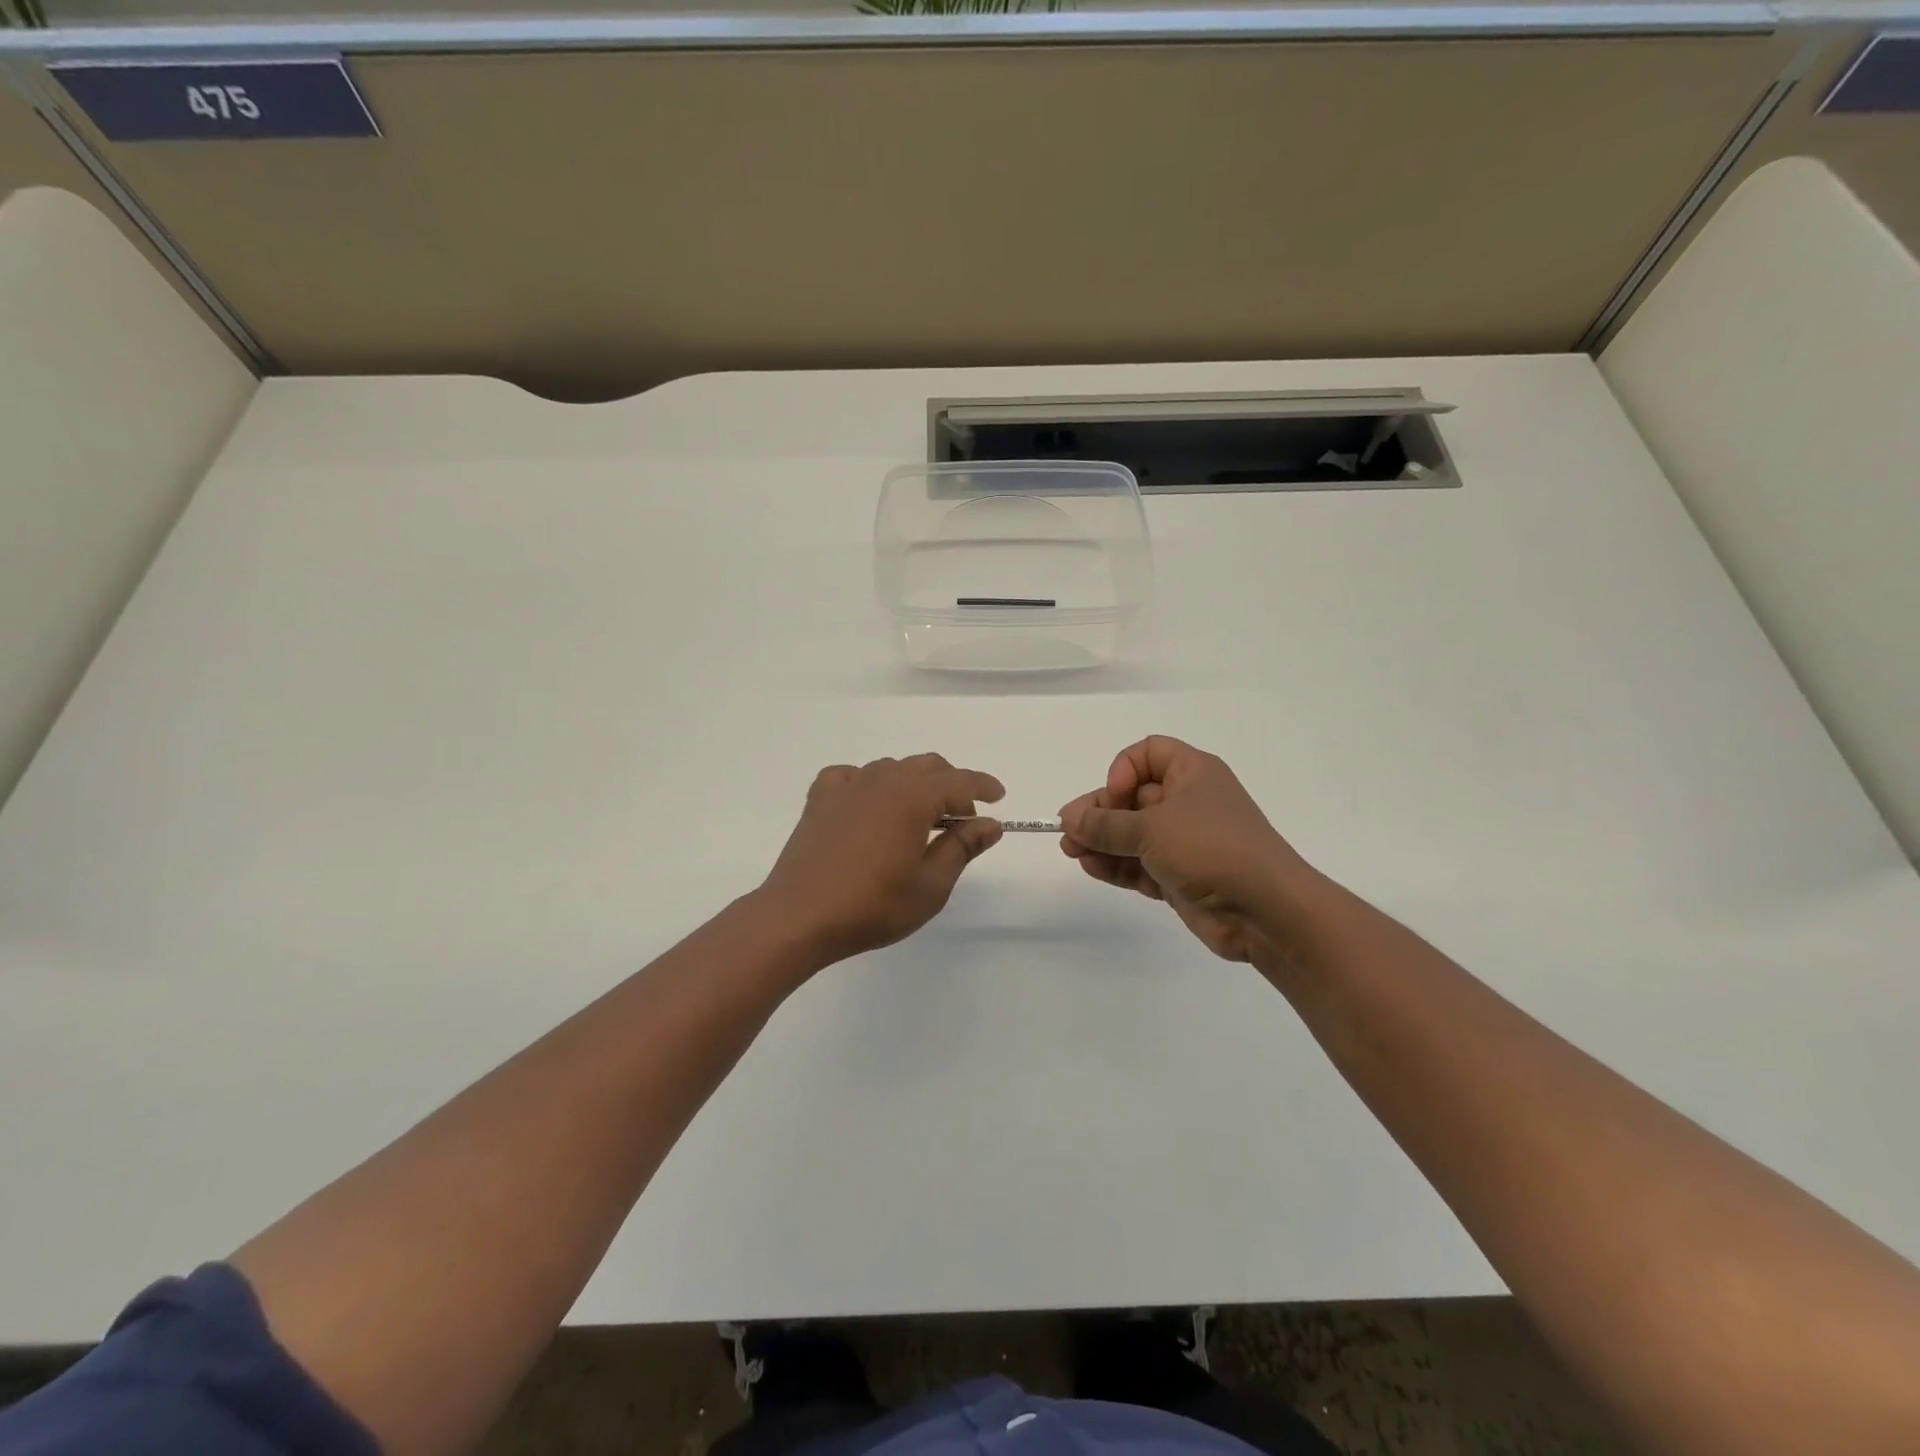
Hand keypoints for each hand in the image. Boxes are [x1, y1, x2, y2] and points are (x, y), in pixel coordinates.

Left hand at [759, 755, 1004, 963]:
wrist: (798, 917)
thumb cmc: (871, 906)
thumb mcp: (930, 885)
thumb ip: (962, 848)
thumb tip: (990, 824)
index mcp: (912, 797)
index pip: (959, 781)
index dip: (983, 786)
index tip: (999, 797)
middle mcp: (880, 780)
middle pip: (927, 766)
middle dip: (952, 785)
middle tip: (961, 820)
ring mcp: (846, 787)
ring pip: (891, 768)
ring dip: (914, 784)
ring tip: (919, 819)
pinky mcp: (820, 800)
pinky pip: (852, 777)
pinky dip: (870, 784)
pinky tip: (870, 807)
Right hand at [1059, 736, 1320, 965]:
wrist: (1265, 910)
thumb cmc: (1210, 848)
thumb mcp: (1151, 829)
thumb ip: (1105, 825)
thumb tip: (1070, 819)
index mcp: (1193, 773)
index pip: (1148, 753)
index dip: (1123, 769)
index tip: (1113, 795)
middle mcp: (1189, 802)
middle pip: (1133, 797)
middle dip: (1100, 813)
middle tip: (1069, 831)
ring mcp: (1185, 841)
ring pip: (1133, 834)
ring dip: (1102, 842)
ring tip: (1071, 853)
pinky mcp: (1181, 876)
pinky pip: (1140, 864)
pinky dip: (1117, 865)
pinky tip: (1091, 868)